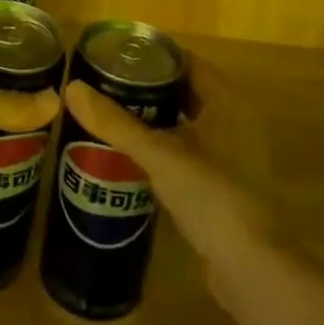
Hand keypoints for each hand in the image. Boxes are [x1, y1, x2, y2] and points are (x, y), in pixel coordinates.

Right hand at [62, 60, 281, 274]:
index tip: (116, 56)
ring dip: (158, 118)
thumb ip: (115, 122)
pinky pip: (192, 152)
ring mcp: (235, 155)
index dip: (153, 56)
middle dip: (150, 87)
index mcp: (226, 100)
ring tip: (116, 117)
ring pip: (188, 122)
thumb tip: (72, 88)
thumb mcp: (158, 153)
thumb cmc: (211, 194)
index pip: (186, 61)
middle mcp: (235, 120)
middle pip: (186, 90)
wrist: (252, 268)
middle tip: (109, 86)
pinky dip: (167, 147)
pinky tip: (138, 157)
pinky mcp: (228, 185)